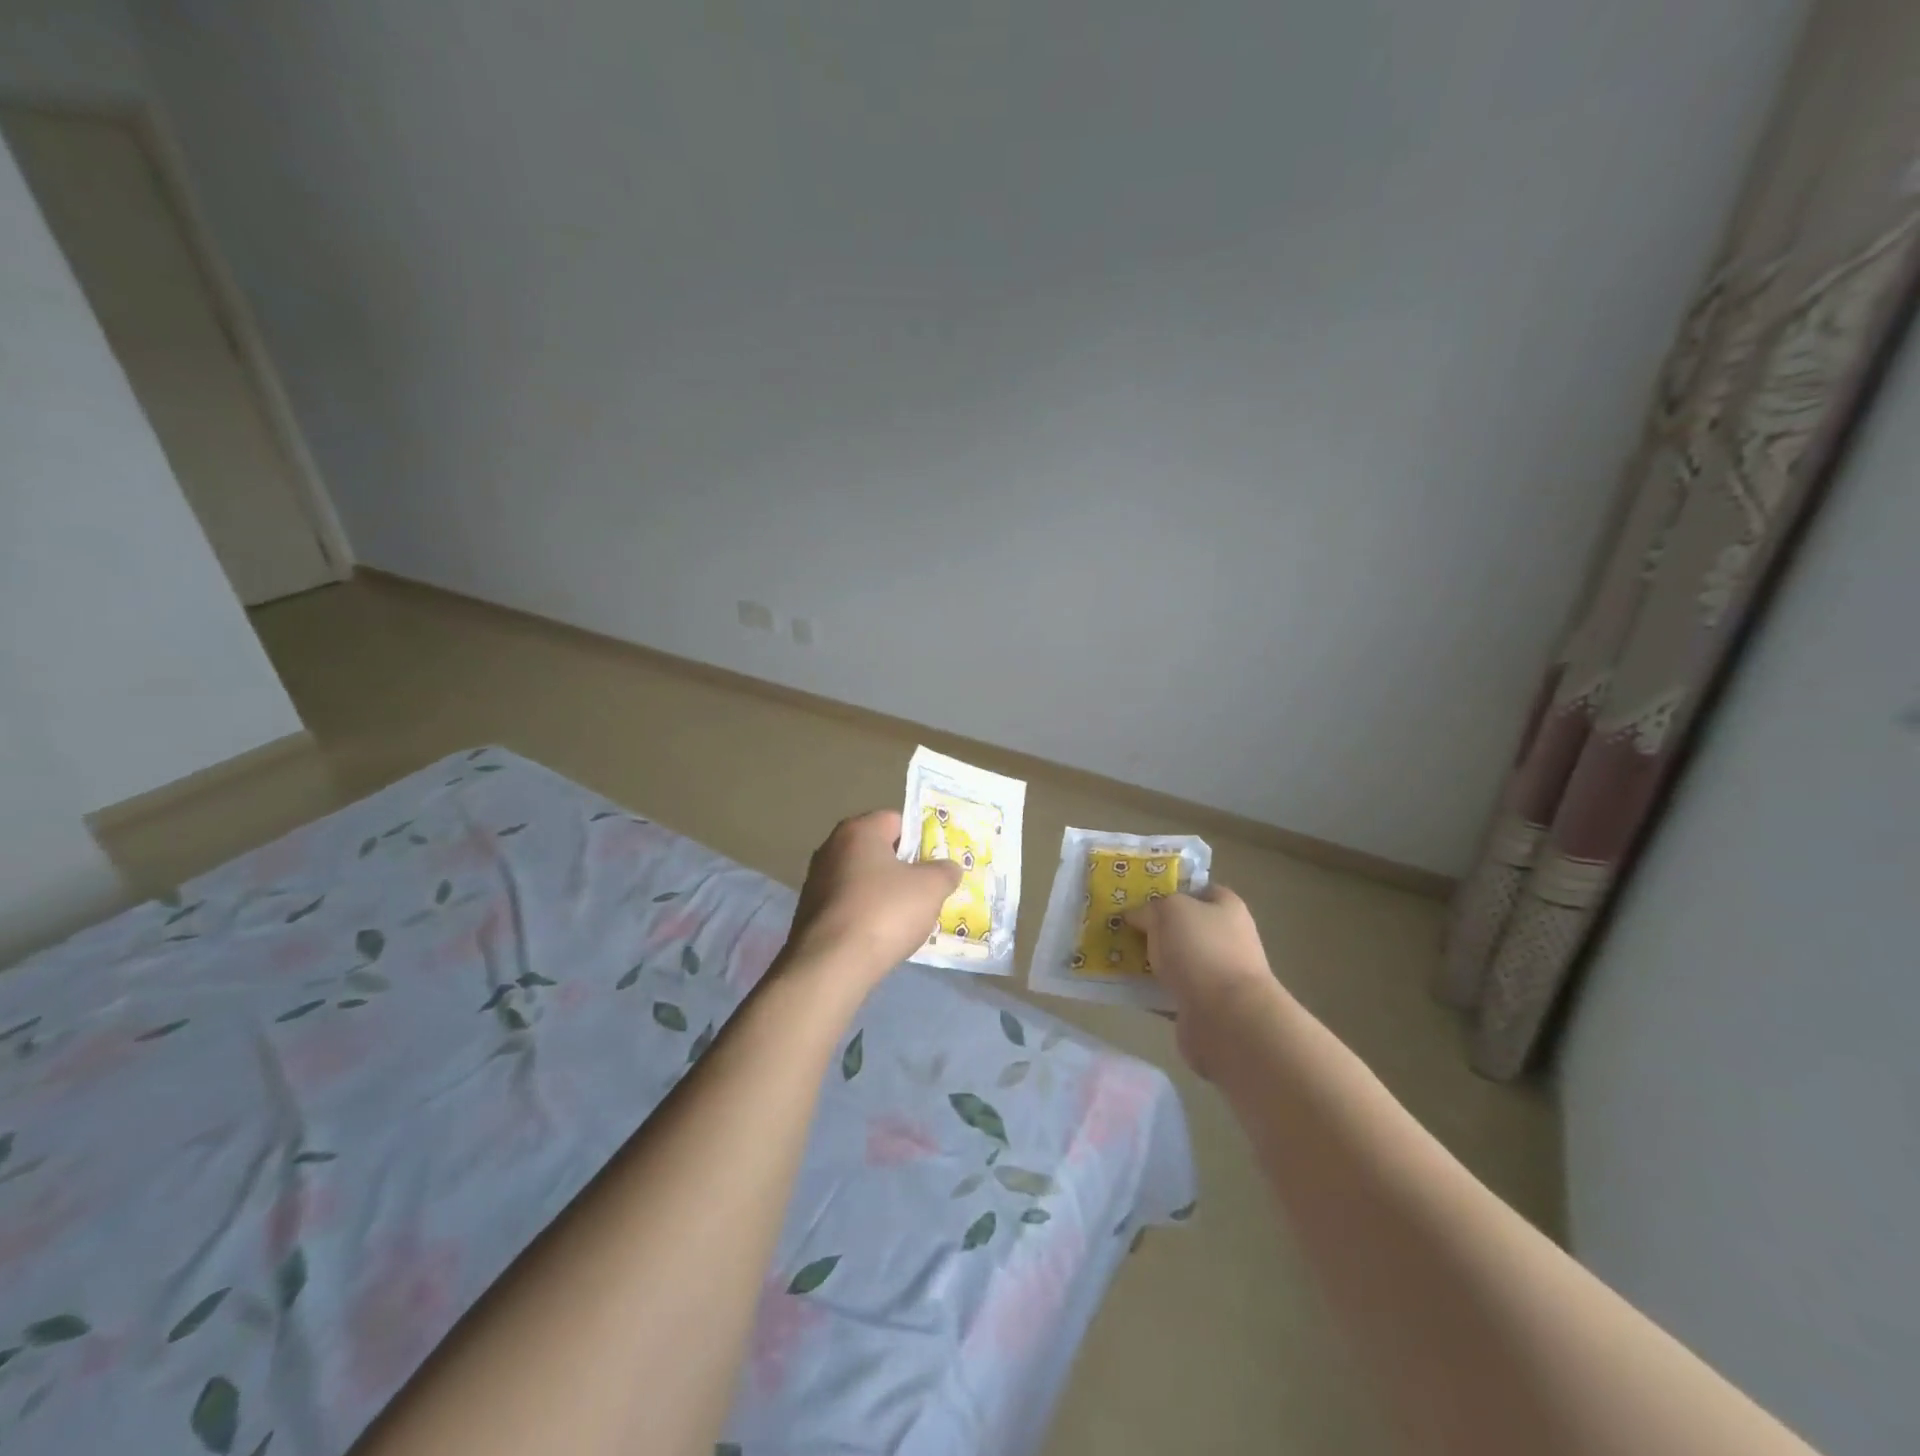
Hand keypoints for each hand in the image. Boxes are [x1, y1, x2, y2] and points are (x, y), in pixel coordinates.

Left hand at [782, 810, 962, 988]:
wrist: (831, 965)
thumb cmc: (885, 912)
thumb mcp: (931, 888)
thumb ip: (945, 871)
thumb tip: (948, 868)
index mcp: (858, 831)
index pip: (896, 820)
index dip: (921, 838)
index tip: (936, 862)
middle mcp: (831, 848)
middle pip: (878, 850)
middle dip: (904, 868)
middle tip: (928, 890)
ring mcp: (816, 882)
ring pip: (863, 880)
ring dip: (885, 894)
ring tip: (907, 918)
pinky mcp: (810, 913)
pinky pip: (849, 905)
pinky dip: (866, 915)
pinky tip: (880, 936)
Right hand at [1126, 885, 1279, 1078]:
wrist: (1227, 1018)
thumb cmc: (1202, 950)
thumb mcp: (1170, 910)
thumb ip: (1150, 908)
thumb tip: (1135, 916)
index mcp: (1227, 908)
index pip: (1199, 890)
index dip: (1170, 890)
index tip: (1139, 896)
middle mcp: (1226, 939)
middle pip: (1184, 927)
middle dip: (1154, 928)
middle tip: (1120, 926)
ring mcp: (1216, 974)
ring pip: (1175, 960)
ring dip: (1151, 960)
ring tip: (1116, 955)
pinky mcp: (1203, 1005)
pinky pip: (1170, 990)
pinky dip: (1151, 990)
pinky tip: (1127, 986)